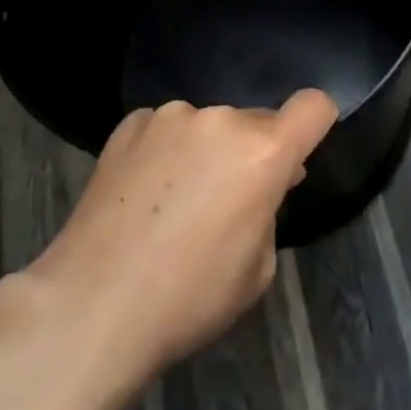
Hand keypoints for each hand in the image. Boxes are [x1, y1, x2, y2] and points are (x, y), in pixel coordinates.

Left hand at [23, 89, 339, 381]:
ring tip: (175, 203)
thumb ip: (268, 211)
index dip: (317, 122)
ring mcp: (171, 116)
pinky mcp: (130, 123)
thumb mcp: (256, 269)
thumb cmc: (188, 297)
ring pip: (208, 127)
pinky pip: (166, 129)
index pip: (313, 107)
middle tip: (228, 203)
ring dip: (206, 151)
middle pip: (255, 122)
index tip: (301, 152)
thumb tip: (261, 183)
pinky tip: (143, 193)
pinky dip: (166, 151)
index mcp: (262, 152)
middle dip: (253, 153)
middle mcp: (220, 120)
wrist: (93, 302)